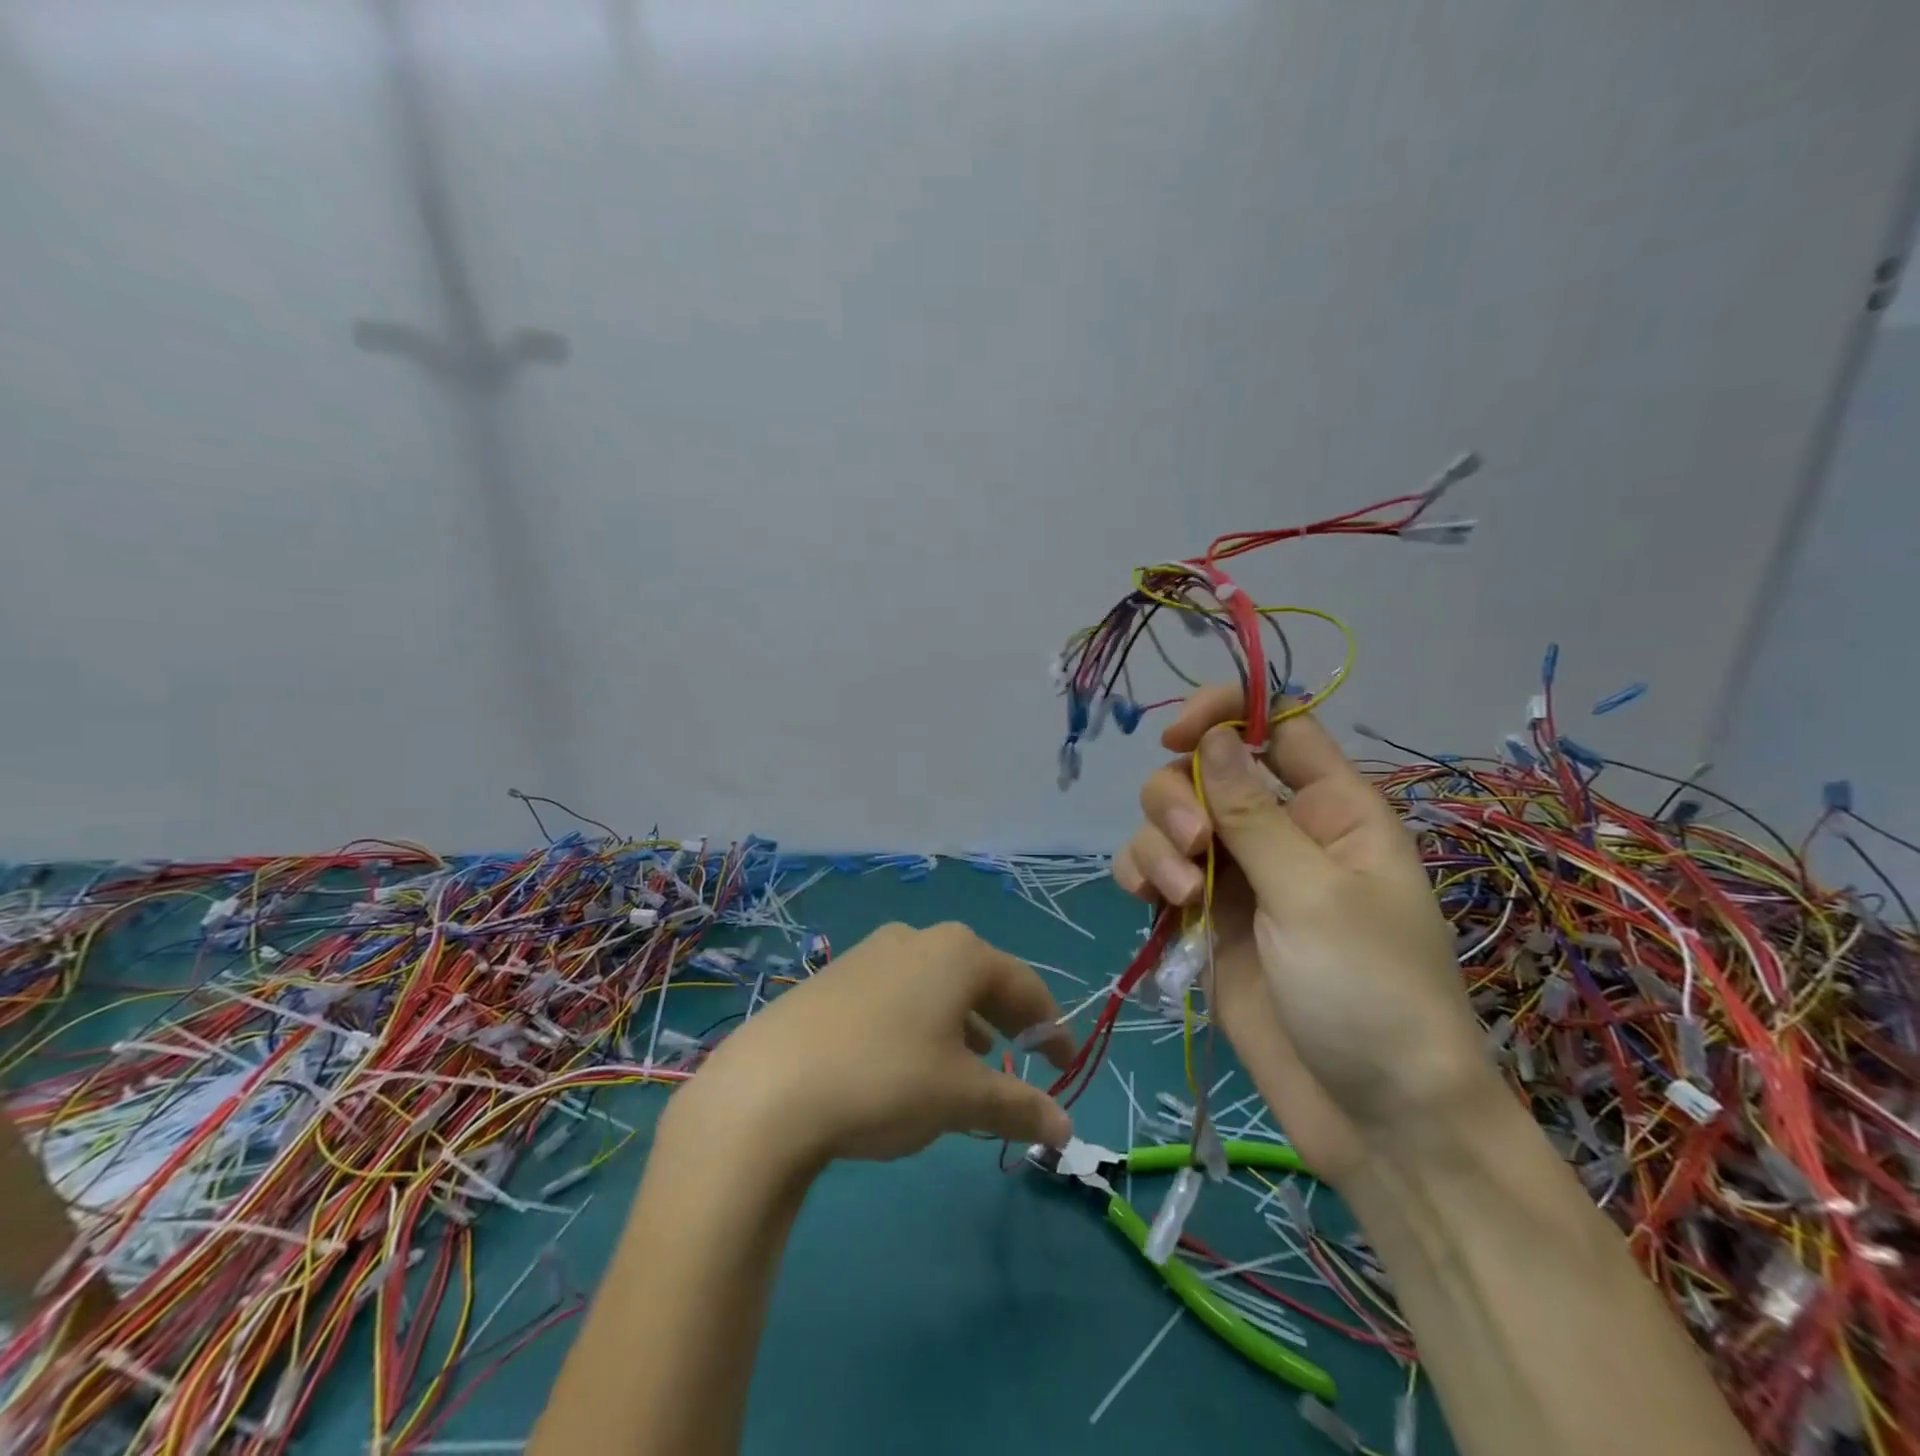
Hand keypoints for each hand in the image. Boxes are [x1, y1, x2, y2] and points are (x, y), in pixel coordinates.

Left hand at [672, 922, 1076, 1167]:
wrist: (768, 1088)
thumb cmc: (886, 1080)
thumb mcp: (962, 1098)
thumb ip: (1019, 1107)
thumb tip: (1066, 1129)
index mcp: (959, 953)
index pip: (1025, 986)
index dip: (1051, 1027)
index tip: (1065, 1064)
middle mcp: (918, 939)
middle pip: (981, 978)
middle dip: (1007, 1020)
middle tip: (1024, 1059)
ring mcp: (871, 952)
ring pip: (937, 985)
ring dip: (964, 1021)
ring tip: (972, 1062)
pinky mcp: (835, 976)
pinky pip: (899, 993)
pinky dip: (922, 1021)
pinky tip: (911, 1059)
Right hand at [1113, 686, 1487, 1185]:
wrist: (1372, 1118)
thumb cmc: (1370, 995)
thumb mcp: (1314, 895)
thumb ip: (1254, 813)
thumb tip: (1215, 735)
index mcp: (1331, 809)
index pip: (1276, 726)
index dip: (1226, 714)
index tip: (1179, 735)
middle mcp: (1279, 831)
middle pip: (1203, 770)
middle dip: (1179, 799)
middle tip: (1193, 849)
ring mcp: (1237, 876)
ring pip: (1169, 820)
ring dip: (1157, 845)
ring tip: (1180, 898)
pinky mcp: (1204, 919)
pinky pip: (1154, 871)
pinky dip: (1141, 875)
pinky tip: (1150, 906)